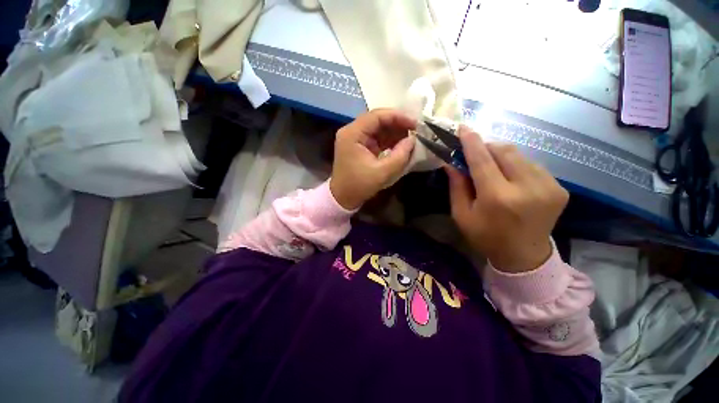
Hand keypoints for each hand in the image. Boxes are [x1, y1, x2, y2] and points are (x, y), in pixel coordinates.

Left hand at [330, 109, 415, 209]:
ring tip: (411, 138)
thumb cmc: (359, 185)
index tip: (415, 124)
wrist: (343, 198)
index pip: (376, 116)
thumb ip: (400, 155)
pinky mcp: (359, 146)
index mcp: (352, 134)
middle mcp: (352, 132)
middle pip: (377, 120)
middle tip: (415, 131)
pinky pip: (376, 138)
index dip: (397, 117)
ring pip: (378, 128)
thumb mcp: (382, 172)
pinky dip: (389, 141)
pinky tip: (401, 144)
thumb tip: (412, 140)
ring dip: (394, 132)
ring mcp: (355, 138)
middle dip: (397, 124)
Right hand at [445, 126, 568, 272]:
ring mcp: (548, 187)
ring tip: (492, 168)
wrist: (524, 256)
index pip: (482, 160)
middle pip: (504, 151)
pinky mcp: (559, 189)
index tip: (463, 128)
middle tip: (475, 153)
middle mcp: (526, 188)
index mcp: (497, 198)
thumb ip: (456, 186)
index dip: (471, 142)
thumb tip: (450, 163)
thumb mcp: (462, 214)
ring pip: (519, 155)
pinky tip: (511, 179)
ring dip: (501, 156)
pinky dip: (516, 166)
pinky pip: (532, 165)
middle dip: (487, 147)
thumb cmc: (485, 236)